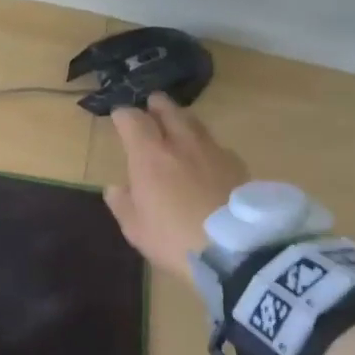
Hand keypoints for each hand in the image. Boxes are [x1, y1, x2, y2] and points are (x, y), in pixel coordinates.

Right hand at [103, 92, 247, 277]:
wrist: (237, 250)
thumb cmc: (175, 239)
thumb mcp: (137, 229)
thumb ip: (123, 204)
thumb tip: (115, 189)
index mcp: (150, 157)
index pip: (133, 120)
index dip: (123, 115)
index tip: (118, 116)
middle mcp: (181, 144)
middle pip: (169, 111)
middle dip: (157, 105)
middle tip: (152, 104)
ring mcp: (213, 152)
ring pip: (196, 124)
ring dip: (183, 120)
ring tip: (179, 124)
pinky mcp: (238, 165)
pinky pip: (217, 145)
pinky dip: (206, 145)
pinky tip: (207, 158)